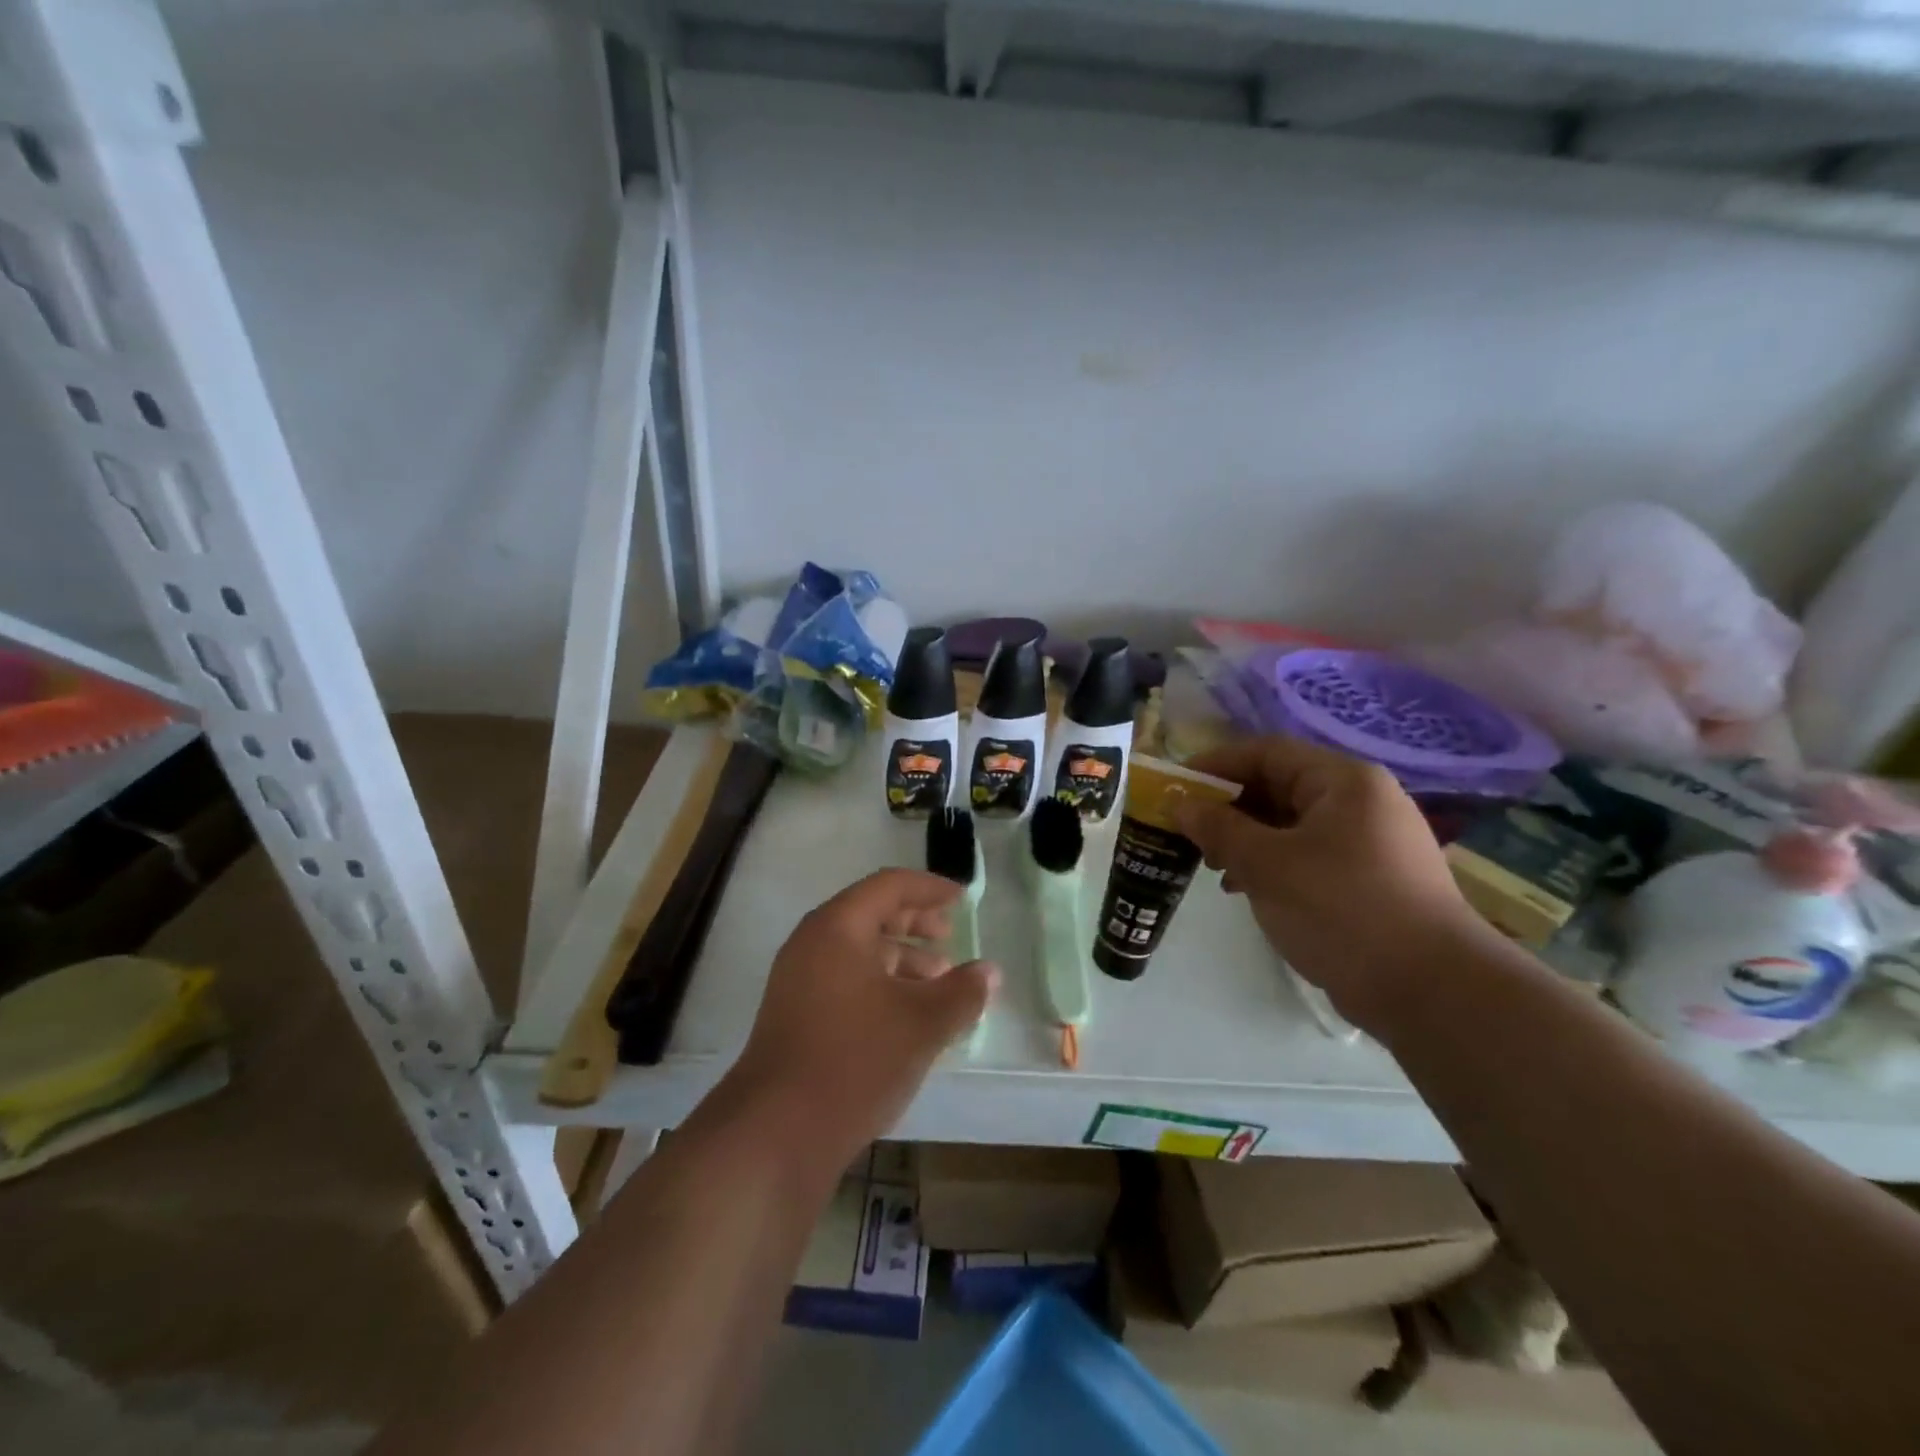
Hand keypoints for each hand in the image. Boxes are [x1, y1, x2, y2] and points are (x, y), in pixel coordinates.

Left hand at [726, 869, 997, 1166]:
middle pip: (871, 914)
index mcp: (838, 927)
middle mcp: (812, 943)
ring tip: (939, 982)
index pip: (889, 886)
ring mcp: (799, 981)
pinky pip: (846, 980)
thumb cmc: (855, 1059)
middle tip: (950, 937)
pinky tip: (908, 1015)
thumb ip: (962, 992)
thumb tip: (989, 972)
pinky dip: (881, 984)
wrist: (776, 1132)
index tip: (963, 899)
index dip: (929, 888)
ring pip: (859, 951)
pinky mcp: (796, 1015)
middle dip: (915, 923)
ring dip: (901, 958)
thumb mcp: (922, 1023)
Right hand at [1176, 737, 1490, 1030]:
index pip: (1266, 753)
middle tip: (1188, 833)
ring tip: (1214, 868)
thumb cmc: (1342, 909)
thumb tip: (1179, 803)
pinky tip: (1245, 890)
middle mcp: (1361, 801)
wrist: (1431, 991)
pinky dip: (1271, 864)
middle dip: (1228, 808)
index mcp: (1344, 781)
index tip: (1174, 787)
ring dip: (1245, 840)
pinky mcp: (1369, 879)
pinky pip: (1307, 855)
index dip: (1215, 765)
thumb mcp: (1267, 864)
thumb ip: (1218, 827)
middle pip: (1278, 787)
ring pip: (1290, 824)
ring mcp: (1369, 841)